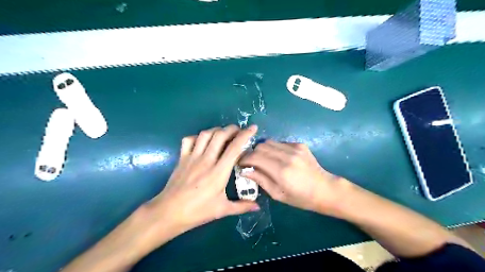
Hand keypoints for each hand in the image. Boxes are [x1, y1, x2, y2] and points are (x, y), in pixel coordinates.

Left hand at [146, 124, 259, 238]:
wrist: (169, 212)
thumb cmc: (197, 212)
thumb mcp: (222, 210)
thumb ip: (241, 206)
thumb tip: (258, 207)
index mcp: (219, 172)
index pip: (234, 148)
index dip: (245, 135)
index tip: (253, 128)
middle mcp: (206, 160)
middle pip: (220, 135)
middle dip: (231, 129)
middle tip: (238, 131)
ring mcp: (192, 157)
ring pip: (205, 134)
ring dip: (216, 130)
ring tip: (223, 134)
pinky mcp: (182, 158)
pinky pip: (189, 140)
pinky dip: (198, 136)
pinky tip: (203, 141)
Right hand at [238, 141, 339, 214]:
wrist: (324, 189)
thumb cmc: (300, 198)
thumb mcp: (277, 194)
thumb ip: (260, 179)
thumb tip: (245, 170)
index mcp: (281, 170)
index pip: (255, 156)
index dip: (244, 159)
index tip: (241, 164)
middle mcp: (287, 155)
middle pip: (260, 146)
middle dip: (252, 153)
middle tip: (251, 162)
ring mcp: (295, 148)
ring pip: (269, 142)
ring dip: (262, 150)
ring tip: (263, 160)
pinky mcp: (300, 145)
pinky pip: (280, 143)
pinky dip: (274, 149)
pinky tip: (278, 158)